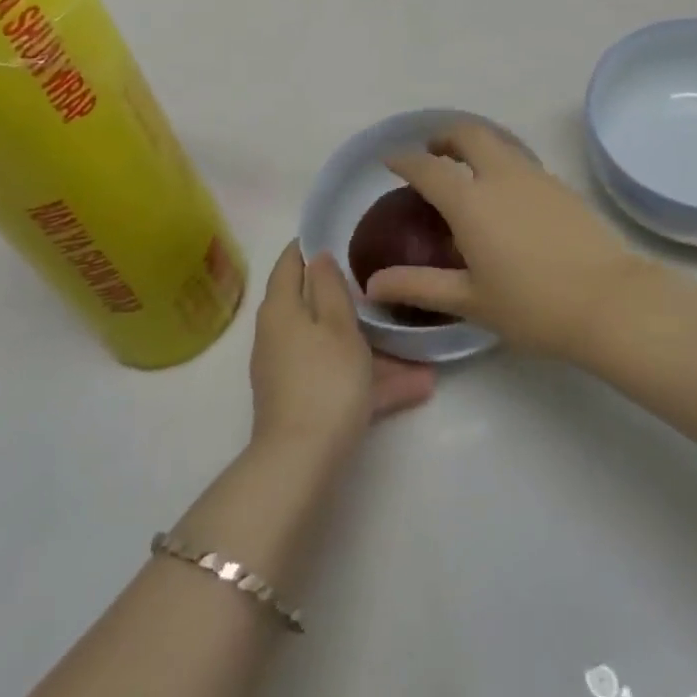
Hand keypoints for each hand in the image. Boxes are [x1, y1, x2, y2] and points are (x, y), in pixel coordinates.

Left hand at [250, 241, 434, 463]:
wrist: (300, 464)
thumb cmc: (324, 380)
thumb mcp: (338, 325)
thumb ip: (330, 286)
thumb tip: (318, 257)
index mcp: (282, 307)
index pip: (290, 261)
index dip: (312, 244)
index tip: (344, 233)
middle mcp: (279, 334)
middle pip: (315, 304)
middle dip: (351, 299)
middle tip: (386, 285)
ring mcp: (290, 370)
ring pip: (334, 345)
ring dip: (372, 345)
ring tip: (417, 347)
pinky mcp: (303, 401)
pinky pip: (340, 377)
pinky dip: (370, 378)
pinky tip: (417, 387)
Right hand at [372, 123, 646, 358]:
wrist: (611, 302)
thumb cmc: (533, 306)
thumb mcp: (471, 301)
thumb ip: (419, 286)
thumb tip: (372, 285)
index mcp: (470, 202)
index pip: (427, 168)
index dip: (404, 160)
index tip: (390, 160)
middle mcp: (500, 176)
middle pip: (468, 134)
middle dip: (444, 136)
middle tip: (433, 153)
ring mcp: (535, 176)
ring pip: (498, 142)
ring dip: (475, 145)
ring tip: (467, 171)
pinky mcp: (560, 185)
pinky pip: (520, 159)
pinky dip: (501, 162)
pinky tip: (505, 194)